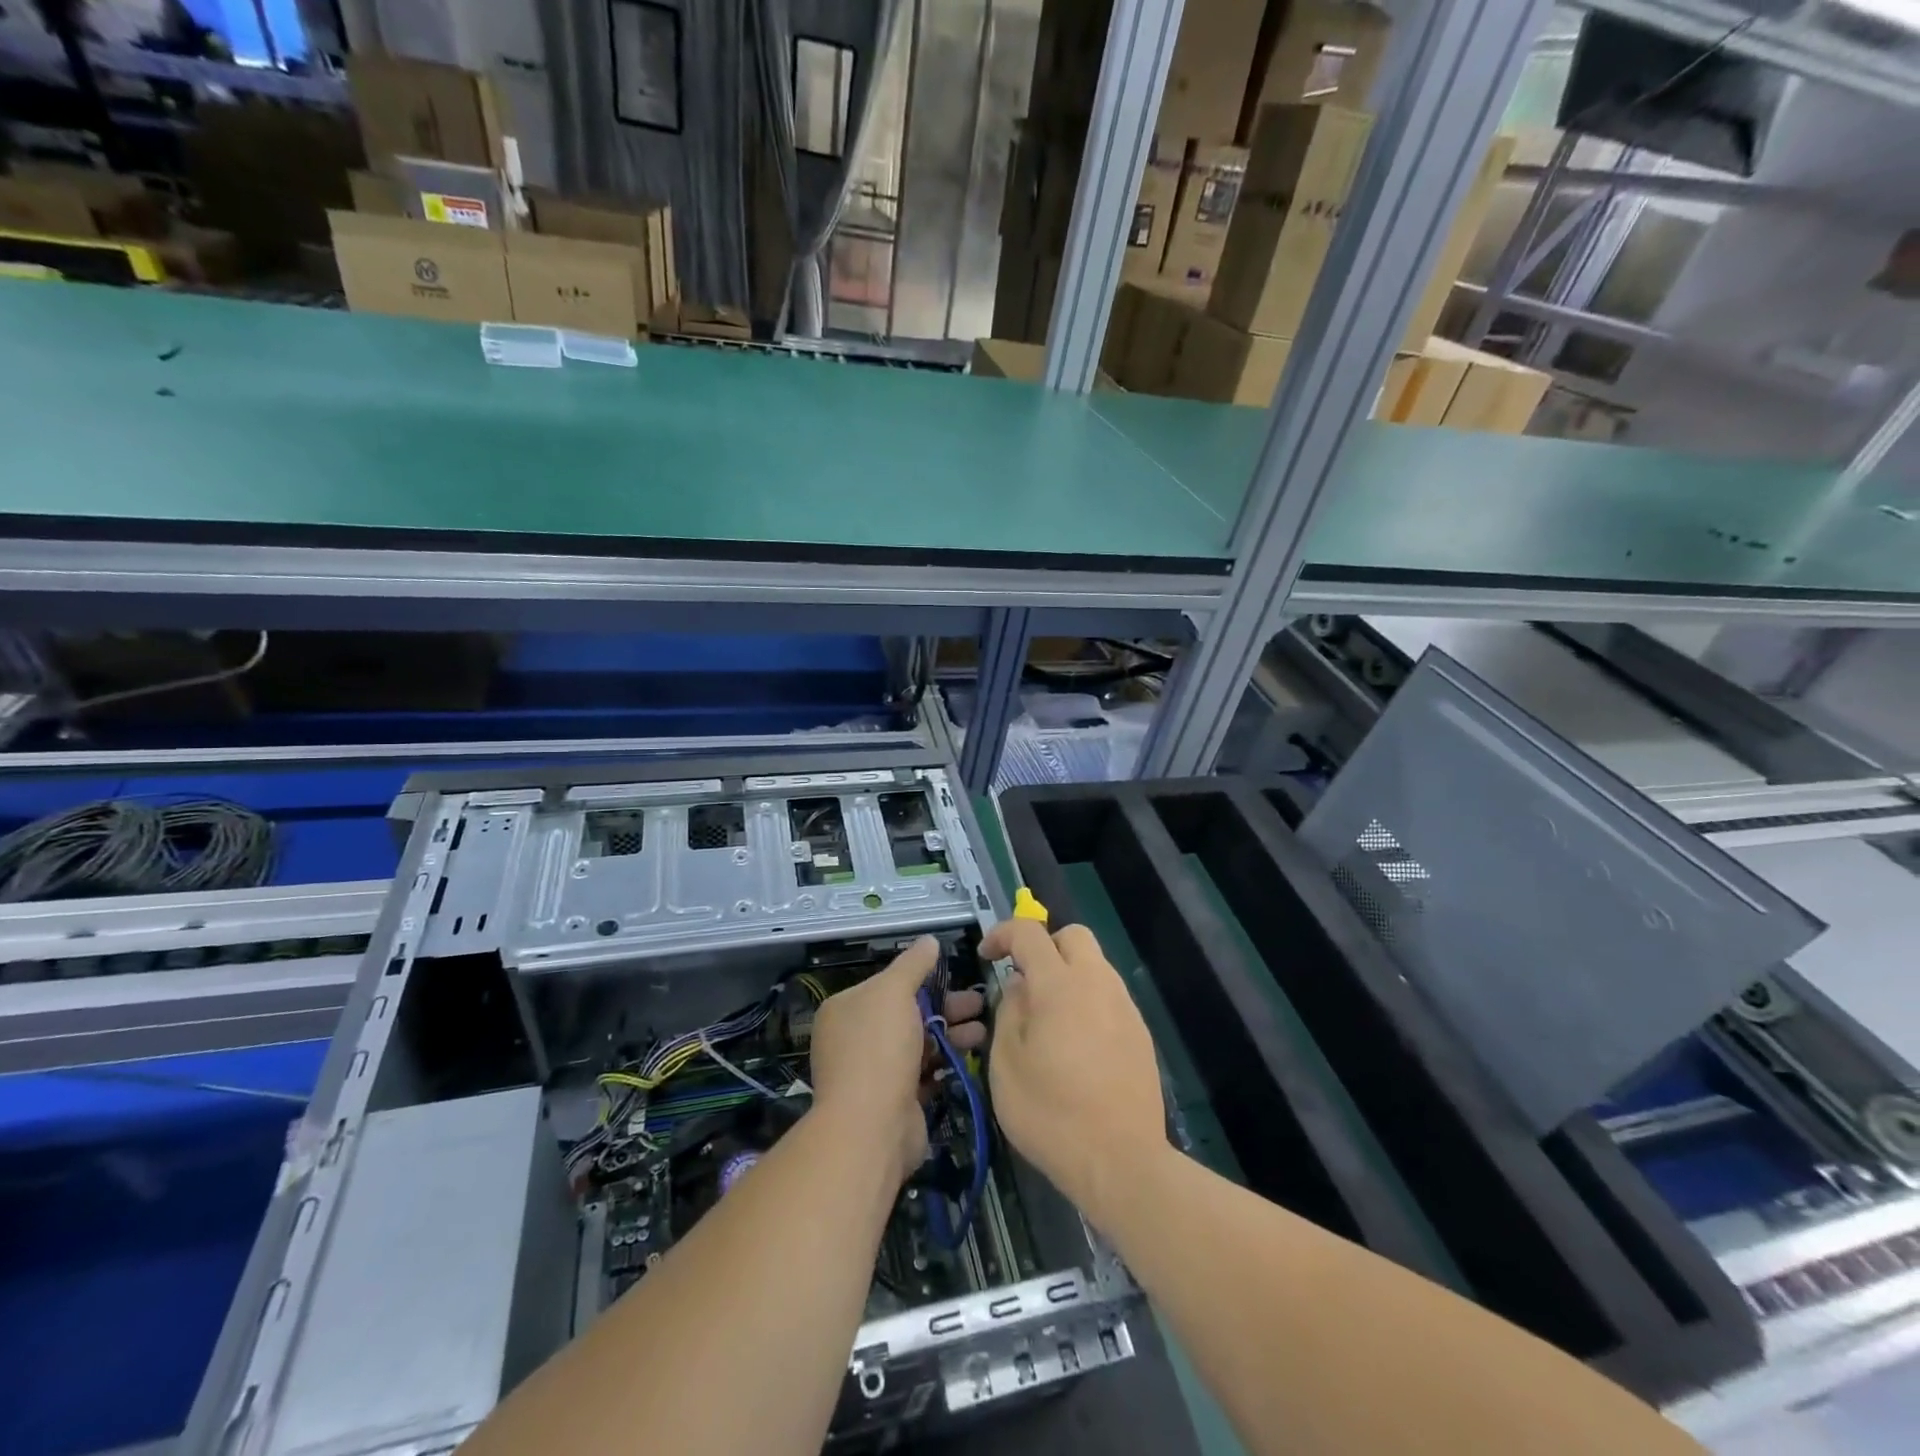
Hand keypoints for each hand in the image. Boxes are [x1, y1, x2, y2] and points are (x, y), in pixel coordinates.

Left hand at [808, 937, 985, 1183]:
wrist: (871, 1128)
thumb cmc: (879, 1049)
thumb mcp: (894, 992)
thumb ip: (913, 964)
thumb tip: (930, 940)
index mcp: (846, 1008)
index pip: (888, 985)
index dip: (923, 980)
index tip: (956, 978)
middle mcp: (855, 1038)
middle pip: (907, 1013)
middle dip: (946, 1008)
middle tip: (980, 1004)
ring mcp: (874, 1072)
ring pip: (919, 1043)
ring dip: (951, 1035)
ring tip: (984, 1031)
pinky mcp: (894, 1100)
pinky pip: (923, 1073)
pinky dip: (945, 1064)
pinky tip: (970, 1057)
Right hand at [980, 918, 1167, 1226]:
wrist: (1122, 1162)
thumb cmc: (1051, 1114)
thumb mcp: (1006, 1064)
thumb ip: (1009, 1012)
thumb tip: (1020, 986)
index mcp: (1059, 985)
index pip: (1029, 933)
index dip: (1002, 934)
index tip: (986, 956)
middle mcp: (1097, 983)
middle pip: (1073, 936)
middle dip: (1044, 946)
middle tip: (1023, 979)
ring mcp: (1124, 1007)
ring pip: (1095, 965)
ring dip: (1068, 974)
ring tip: (1047, 1017)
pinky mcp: (1140, 1033)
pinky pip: (1109, 996)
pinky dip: (1087, 1000)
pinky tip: (1075, 1043)